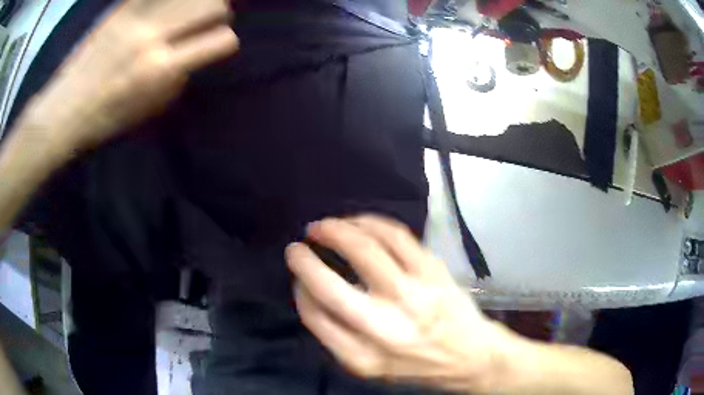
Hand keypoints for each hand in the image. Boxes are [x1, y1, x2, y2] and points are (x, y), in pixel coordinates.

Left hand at [19, 0, 237, 151]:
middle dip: (219, 10)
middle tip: (211, 17)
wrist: (64, 111)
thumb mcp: (149, 110)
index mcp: (163, 69)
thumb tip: (193, 55)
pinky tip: (167, 5)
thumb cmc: (105, 119)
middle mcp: (154, 37)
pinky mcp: (120, 9)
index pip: (221, 41)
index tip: (220, 43)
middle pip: (211, 5)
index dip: (226, 41)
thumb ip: (178, 78)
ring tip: (189, 8)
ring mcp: (136, 18)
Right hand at [286, 216, 514, 391]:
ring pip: (364, 249)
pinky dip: (369, 222)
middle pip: (330, 286)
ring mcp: (413, 296)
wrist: (469, 356)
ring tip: (323, 227)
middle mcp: (385, 328)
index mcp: (362, 358)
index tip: (298, 275)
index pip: (314, 316)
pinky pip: (395, 236)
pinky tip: (358, 223)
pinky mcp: (433, 271)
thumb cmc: (416, 364)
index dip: (300, 288)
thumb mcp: (370, 367)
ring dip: (335, 231)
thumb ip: (337, 336)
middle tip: (297, 246)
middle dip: (304, 260)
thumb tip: (310, 290)